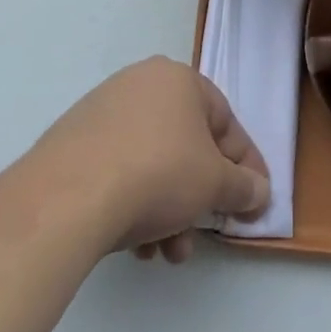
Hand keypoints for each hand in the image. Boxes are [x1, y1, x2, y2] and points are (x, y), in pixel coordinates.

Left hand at [35, 57, 269, 262]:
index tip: (255, 202)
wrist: (70, 196)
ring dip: (169, 211)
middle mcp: (141, 84)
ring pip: (153, 163)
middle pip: (186, 147)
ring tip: (167, 252)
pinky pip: (120, 171)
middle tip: (204, 234)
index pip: (225, 122)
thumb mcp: (214, 184)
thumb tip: (259, 191)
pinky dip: (135, 204)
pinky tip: (136, 245)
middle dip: (199, 199)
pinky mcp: (74, 141)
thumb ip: (243, 187)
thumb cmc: (158, 173)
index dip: (246, 166)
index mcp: (178, 79)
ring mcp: (103, 111)